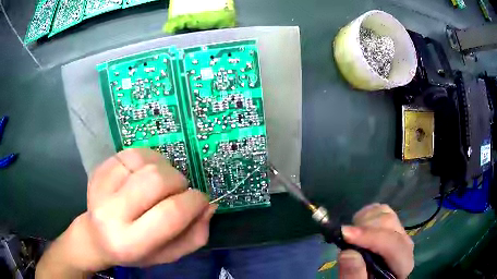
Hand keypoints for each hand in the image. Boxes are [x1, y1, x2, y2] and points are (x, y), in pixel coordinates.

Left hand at [36, 149, 215, 277]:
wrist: (96, 236)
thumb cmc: (135, 252)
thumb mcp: (168, 255)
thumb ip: (194, 236)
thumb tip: (208, 206)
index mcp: (130, 242)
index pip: (170, 214)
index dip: (194, 202)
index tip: (201, 201)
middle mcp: (111, 213)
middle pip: (156, 181)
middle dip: (178, 182)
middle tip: (180, 191)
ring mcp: (101, 186)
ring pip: (145, 161)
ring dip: (164, 168)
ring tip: (162, 182)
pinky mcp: (99, 169)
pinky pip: (132, 152)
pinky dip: (149, 159)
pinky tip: (147, 173)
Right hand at [338, 203, 413, 278]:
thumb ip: (354, 276)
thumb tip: (347, 252)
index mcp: (402, 264)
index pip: (393, 244)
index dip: (370, 236)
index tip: (344, 234)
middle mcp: (405, 244)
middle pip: (390, 223)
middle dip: (364, 226)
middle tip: (344, 237)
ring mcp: (399, 233)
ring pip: (385, 212)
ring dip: (364, 219)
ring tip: (349, 235)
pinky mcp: (391, 227)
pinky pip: (381, 210)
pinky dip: (366, 214)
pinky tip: (357, 227)